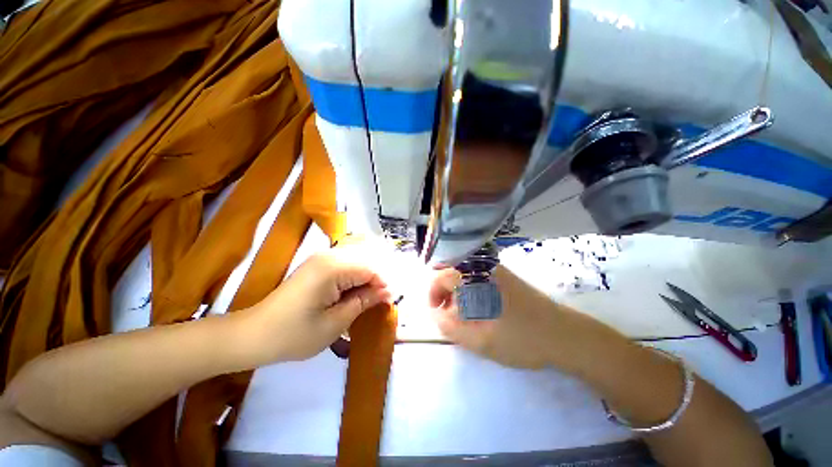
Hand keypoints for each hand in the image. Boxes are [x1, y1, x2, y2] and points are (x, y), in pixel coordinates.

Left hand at [242, 244, 391, 362]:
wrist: (253, 335)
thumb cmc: (294, 335)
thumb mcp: (335, 323)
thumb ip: (364, 301)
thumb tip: (388, 291)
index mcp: (332, 268)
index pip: (370, 268)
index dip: (384, 284)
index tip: (390, 301)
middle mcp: (328, 255)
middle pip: (365, 261)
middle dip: (377, 280)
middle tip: (381, 301)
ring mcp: (321, 258)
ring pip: (357, 261)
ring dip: (367, 279)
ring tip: (369, 299)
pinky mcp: (317, 265)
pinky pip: (346, 265)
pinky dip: (355, 278)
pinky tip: (354, 292)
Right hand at [430, 265, 563, 369]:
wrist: (565, 335)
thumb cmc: (521, 338)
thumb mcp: (480, 340)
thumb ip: (450, 327)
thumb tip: (434, 314)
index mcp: (476, 275)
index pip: (441, 275)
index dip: (433, 293)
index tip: (436, 313)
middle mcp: (483, 266)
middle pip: (451, 272)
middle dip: (444, 294)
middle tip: (448, 317)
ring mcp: (496, 270)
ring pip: (463, 276)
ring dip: (457, 294)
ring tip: (464, 317)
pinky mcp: (504, 277)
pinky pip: (477, 279)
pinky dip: (469, 292)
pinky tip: (479, 311)